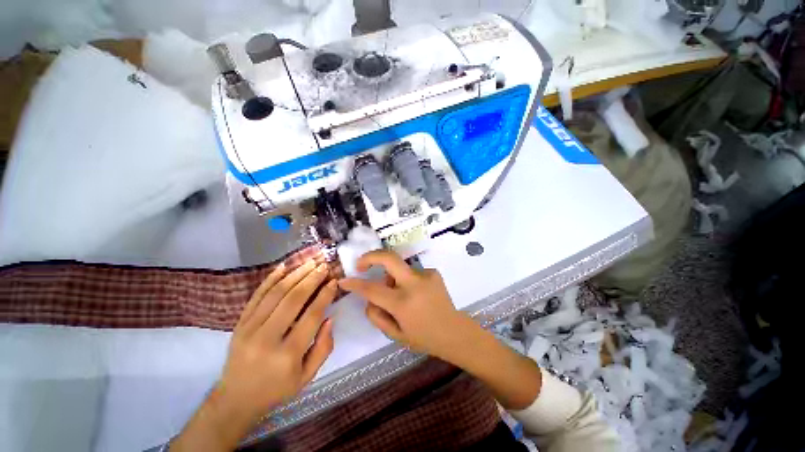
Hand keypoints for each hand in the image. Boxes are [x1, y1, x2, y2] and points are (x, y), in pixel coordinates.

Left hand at [172, 260, 336, 450]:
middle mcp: (267, 338)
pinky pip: (257, 295)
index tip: (334, 281)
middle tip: (324, 266)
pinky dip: (271, 278)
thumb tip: (330, 318)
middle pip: (293, 299)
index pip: (311, 316)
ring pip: (276, 293)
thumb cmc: (277, 389)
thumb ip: (323, 348)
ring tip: (310, 262)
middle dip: (312, 279)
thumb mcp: (307, 376)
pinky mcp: (239, 323)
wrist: (235, 399)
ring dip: (295, 274)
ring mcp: (249, 328)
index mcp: (288, 354)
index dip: (324, 296)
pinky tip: (284, 266)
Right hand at [339, 250, 542, 409]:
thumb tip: (368, 297)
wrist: (455, 332)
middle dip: (371, 256)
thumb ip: (376, 315)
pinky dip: (407, 280)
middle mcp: (414, 284)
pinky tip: (417, 294)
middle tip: (361, 264)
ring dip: (393, 277)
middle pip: (388, 258)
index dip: (354, 283)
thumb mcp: (395, 334)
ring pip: (399, 268)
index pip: (371, 289)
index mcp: (402, 303)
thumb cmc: (424, 338)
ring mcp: (425, 275)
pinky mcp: (433, 272)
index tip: (344, 280)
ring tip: (400, 295)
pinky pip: (411, 272)